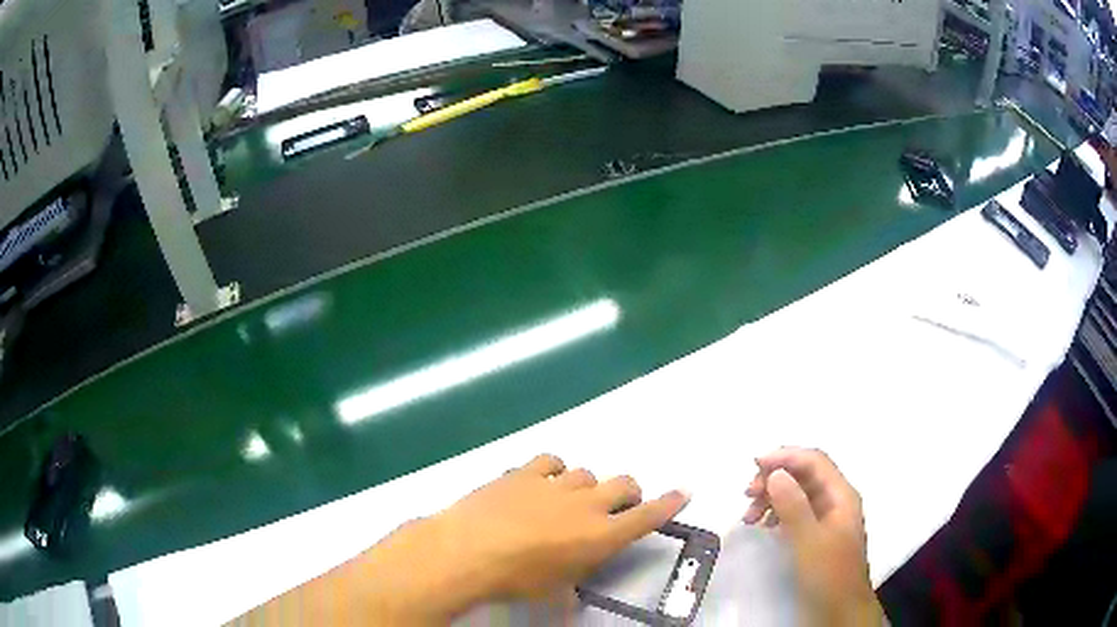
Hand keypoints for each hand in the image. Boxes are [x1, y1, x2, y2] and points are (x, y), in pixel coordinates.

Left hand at [268, 454, 688, 625]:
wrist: (469, 550)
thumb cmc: (517, 579)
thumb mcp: (554, 591)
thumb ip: (573, 582)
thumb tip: (571, 590)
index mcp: (601, 536)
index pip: (647, 516)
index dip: (669, 503)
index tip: (683, 492)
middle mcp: (587, 504)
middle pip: (624, 484)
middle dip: (627, 492)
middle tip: (616, 505)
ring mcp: (556, 484)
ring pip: (587, 472)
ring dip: (586, 485)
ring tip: (570, 499)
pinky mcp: (525, 472)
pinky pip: (551, 460)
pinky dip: (553, 469)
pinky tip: (542, 480)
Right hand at [744, 447, 882, 626]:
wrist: (840, 610)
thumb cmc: (828, 574)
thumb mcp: (809, 541)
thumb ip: (794, 506)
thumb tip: (775, 472)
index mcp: (840, 495)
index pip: (814, 461)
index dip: (785, 456)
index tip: (754, 465)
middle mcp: (835, 500)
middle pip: (804, 475)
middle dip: (775, 478)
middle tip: (747, 495)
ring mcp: (826, 518)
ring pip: (797, 493)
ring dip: (772, 497)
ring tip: (748, 516)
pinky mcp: (817, 534)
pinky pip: (796, 512)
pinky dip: (777, 513)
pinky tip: (764, 526)